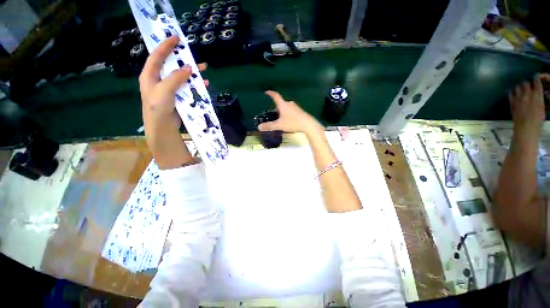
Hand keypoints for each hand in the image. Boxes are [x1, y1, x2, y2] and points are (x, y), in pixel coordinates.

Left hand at [139, 36, 207, 133]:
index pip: (157, 56)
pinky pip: (188, 87)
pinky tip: (205, 84)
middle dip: (181, 58)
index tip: (176, 37)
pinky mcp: (178, 96)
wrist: (162, 126)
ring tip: (203, 68)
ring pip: (181, 76)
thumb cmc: (158, 107)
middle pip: (171, 65)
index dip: (165, 46)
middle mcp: (159, 80)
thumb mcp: (164, 90)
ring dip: (192, 72)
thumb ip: (176, 78)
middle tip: (190, 51)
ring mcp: (169, 88)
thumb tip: (189, 68)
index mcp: (150, 75)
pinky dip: (196, 85)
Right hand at [258, 91, 322, 135]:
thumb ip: (269, 126)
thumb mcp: (279, 125)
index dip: (270, 93)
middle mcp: (289, 103)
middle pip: (281, 103)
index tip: (266, 92)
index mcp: (283, 105)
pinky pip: (291, 110)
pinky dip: (287, 113)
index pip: (275, 96)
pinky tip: (288, 120)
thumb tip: (259, 127)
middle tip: (272, 113)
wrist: (308, 124)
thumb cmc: (293, 123)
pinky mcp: (300, 111)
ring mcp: (295, 107)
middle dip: (276, 107)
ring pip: (286, 107)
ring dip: (282, 111)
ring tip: (280, 118)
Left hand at [509, 74, 547, 132]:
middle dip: (527, 83)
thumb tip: (539, 93)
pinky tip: (514, 93)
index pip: (537, 82)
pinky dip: (512, 92)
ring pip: (517, 87)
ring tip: (521, 89)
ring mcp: (518, 98)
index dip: (537, 78)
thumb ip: (540, 98)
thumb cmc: (537, 120)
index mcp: (537, 95)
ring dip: (520, 86)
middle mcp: (527, 94)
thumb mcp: (542, 107)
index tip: (537, 76)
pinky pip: (510, 94)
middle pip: (525, 83)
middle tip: (529, 86)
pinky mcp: (512, 103)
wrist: (526, 128)